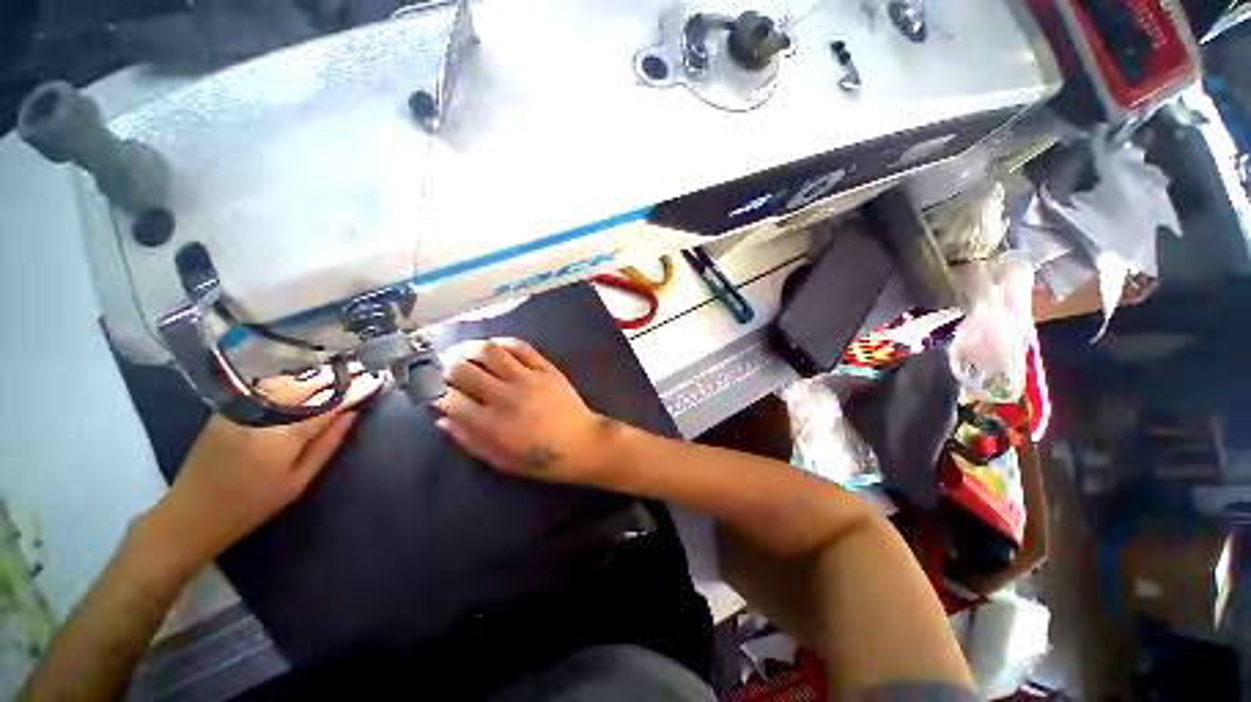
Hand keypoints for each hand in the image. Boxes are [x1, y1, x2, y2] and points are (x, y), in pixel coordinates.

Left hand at [144, 368, 383, 569]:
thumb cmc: (250, 506)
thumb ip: (326, 446)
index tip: (375, 380)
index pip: (327, 406)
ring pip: (284, 381)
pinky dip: (289, 380)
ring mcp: (238, 409)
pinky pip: (264, 386)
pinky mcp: (226, 408)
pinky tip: (303, 378)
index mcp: (281, 438)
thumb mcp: (297, 483)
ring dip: (313, 374)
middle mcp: (259, 415)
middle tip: (362, 368)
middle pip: (305, 386)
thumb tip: (351, 416)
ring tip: (339, 369)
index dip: (353, 391)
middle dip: (336, 376)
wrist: (190, 514)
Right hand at [434, 338, 617, 484]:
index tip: (430, 390)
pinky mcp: (546, 368)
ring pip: (489, 351)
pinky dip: (502, 342)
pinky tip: (493, 347)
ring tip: (462, 352)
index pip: (448, 398)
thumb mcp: (500, 460)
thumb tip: (441, 418)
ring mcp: (528, 378)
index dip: (431, 391)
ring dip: (468, 347)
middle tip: (444, 369)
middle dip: (445, 367)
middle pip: (463, 369)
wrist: (583, 443)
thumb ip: (469, 440)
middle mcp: (505, 396)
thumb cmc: (541, 459)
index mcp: (491, 424)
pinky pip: (520, 346)